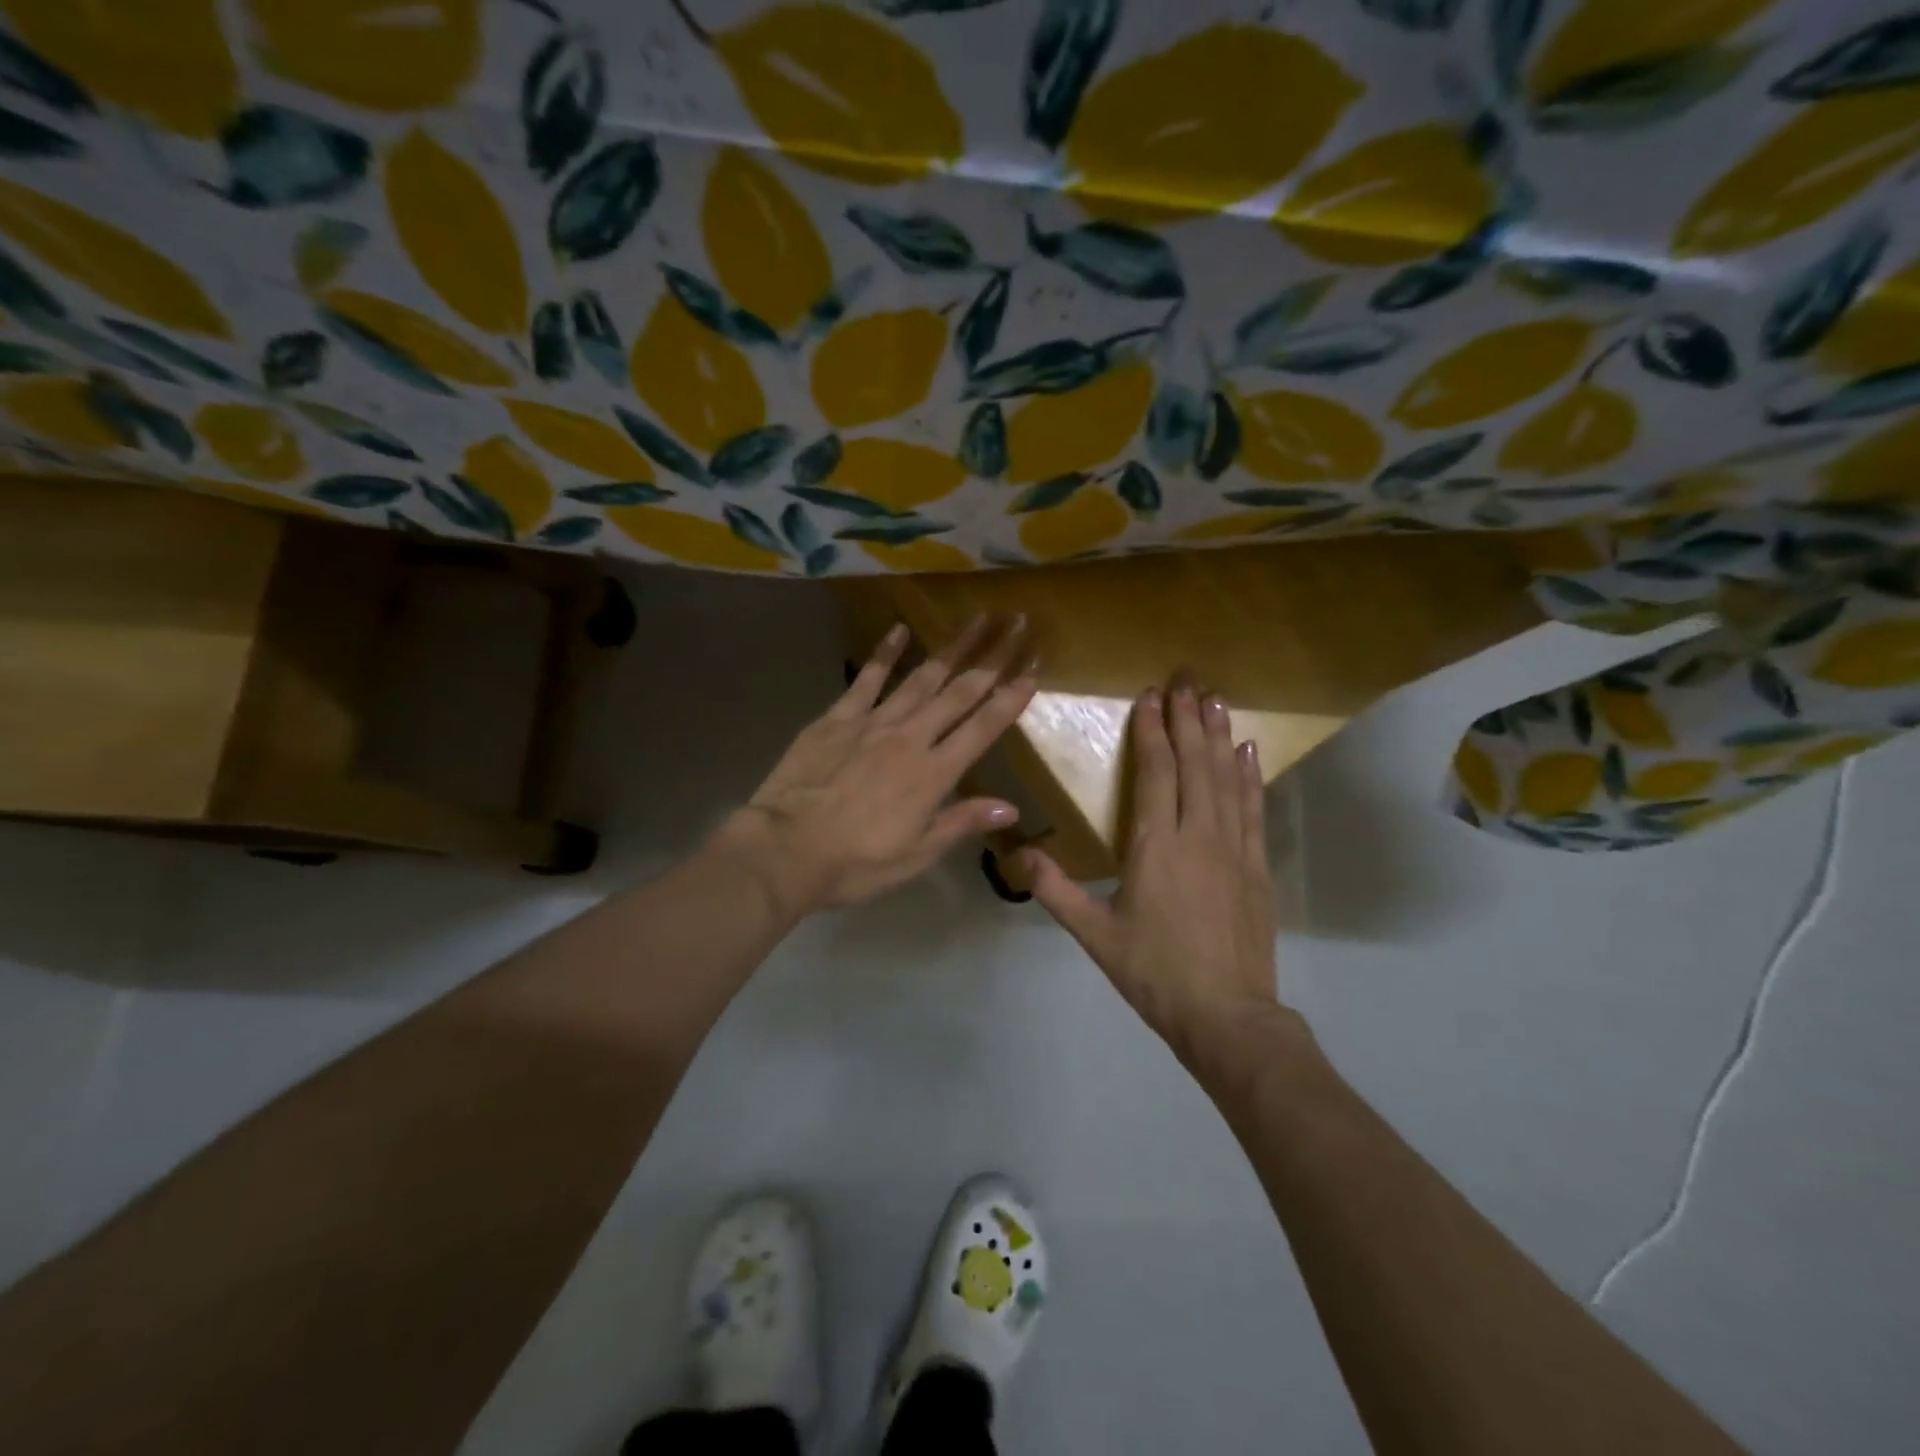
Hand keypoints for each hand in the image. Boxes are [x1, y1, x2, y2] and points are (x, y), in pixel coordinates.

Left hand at [728, 615, 1036, 912]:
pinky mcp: (837, 717)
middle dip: (992, 658)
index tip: (1033, 670)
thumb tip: (1010, 808)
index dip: (1011, 698)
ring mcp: (872, 722)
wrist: (784, 849)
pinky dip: (885, 652)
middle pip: (959, 691)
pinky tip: (901, 629)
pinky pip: (866, 678)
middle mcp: (910, 738)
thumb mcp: (916, 855)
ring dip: (952, 647)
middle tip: (1017, 625)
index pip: (982, 728)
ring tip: (977, 620)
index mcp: (933, 774)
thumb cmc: (855, 863)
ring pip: (921, 677)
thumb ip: (961, 824)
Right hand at [1021, 678, 1284, 1064]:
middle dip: (1187, 719)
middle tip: (1185, 680)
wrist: (1227, 1016)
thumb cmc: (1154, 973)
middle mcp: (1197, 836)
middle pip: (1193, 765)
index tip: (1150, 697)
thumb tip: (1015, 852)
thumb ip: (1054, 889)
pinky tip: (1247, 752)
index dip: (1152, 732)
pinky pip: (1253, 810)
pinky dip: (1249, 777)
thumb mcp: (1094, 935)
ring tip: (1213, 700)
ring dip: (1217, 737)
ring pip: (1225, 779)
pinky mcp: (1256, 867)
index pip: (1155, 773)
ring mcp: (1234, 849)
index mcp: (1155, 847)